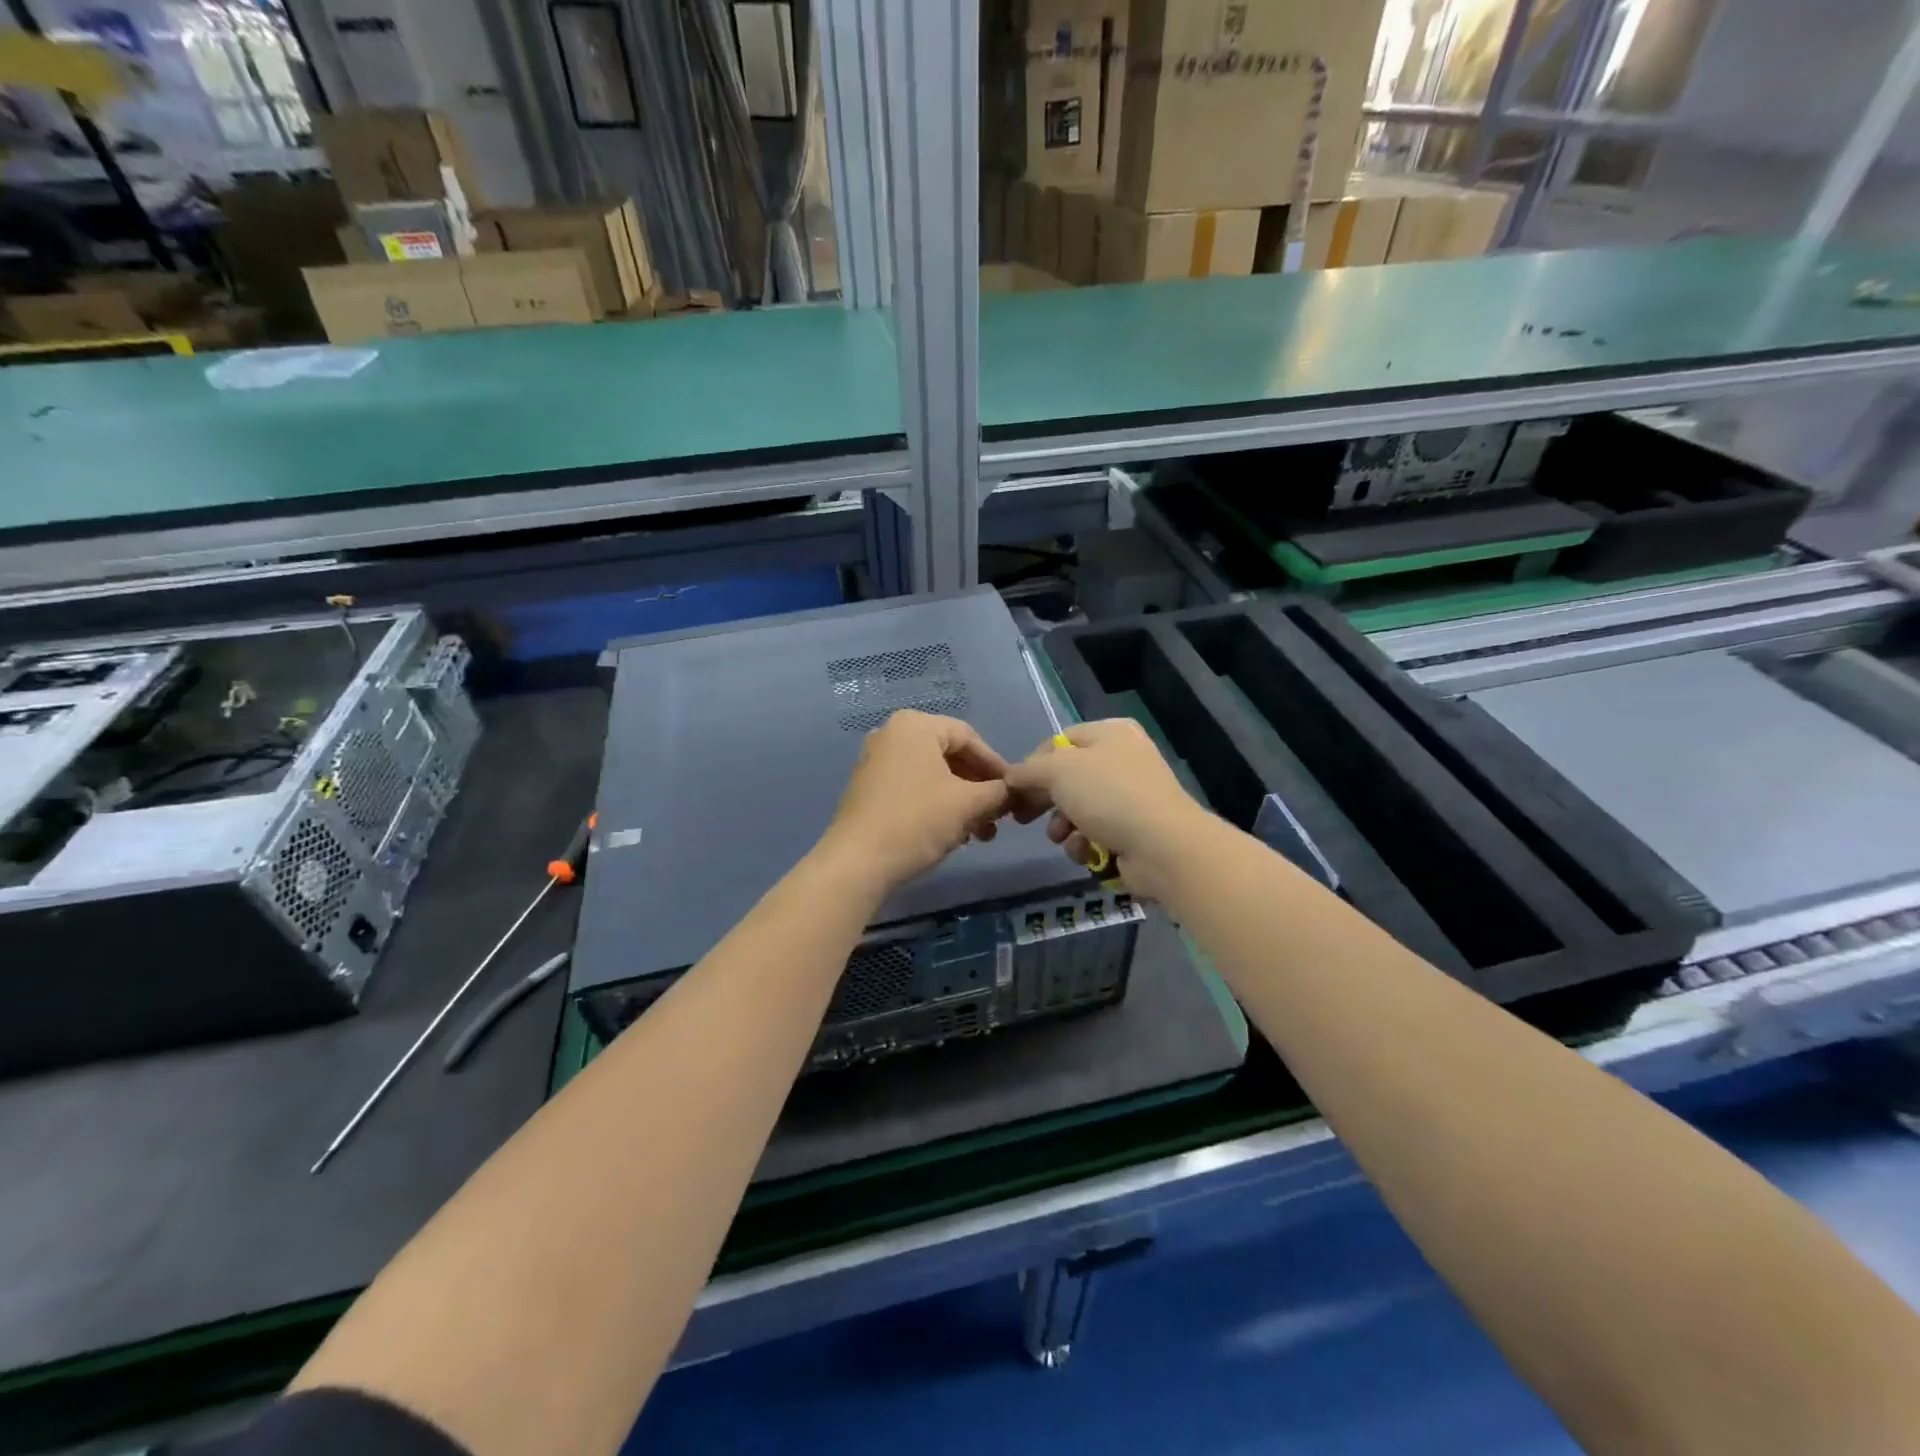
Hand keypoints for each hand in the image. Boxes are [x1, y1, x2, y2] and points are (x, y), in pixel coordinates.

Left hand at [816, 710, 1013, 894]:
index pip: (969, 738)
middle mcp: (891, 735)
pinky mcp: (867, 789)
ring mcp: (875, 762)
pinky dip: (936, 806)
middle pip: (950, 756)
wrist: (858, 862)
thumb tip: (1015, 792)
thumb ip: (998, 792)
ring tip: (980, 833)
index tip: (1013, 793)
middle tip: (998, 816)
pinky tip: (952, 834)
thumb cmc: (917, 821)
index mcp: (915, 725)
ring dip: (961, 802)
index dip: (996, 766)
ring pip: (932, 776)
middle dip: (978, 788)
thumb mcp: (968, 804)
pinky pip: (912, 789)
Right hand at [1004, 718, 1212, 899]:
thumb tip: (1012, 777)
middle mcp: (1123, 760)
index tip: (1015, 788)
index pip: (1060, 741)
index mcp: (1111, 733)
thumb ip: (1028, 770)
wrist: (1163, 846)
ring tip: (1064, 838)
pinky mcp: (1134, 831)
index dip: (1034, 764)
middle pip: (1067, 779)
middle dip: (1046, 802)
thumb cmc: (1109, 795)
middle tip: (1024, 818)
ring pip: (1078, 810)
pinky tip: (1087, 851)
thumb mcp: (1059, 770)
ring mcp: (1131, 797)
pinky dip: (1086, 844)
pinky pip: (1096, 834)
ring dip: (1064, 827)